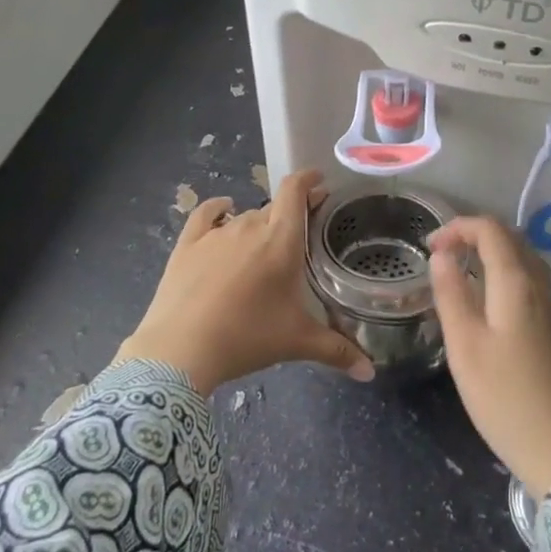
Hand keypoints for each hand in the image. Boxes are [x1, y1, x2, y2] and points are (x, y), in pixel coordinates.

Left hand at [117, 170, 373, 393]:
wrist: (180, 350)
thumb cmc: (247, 337)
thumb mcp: (297, 342)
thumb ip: (337, 351)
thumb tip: (370, 371)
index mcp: (281, 240)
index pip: (295, 191)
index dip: (308, 180)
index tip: (318, 181)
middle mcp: (250, 226)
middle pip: (274, 207)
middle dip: (290, 212)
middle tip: (300, 232)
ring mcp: (216, 234)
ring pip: (244, 216)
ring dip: (258, 224)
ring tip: (265, 244)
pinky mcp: (188, 244)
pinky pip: (207, 215)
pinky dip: (218, 209)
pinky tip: (223, 209)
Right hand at [429, 216, 550, 497]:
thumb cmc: (504, 396)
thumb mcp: (464, 345)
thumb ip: (451, 294)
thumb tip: (441, 255)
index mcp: (516, 282)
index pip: (490, 229)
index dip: (457, 227)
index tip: (428, 247)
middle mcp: (538, 284)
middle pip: (509, 236)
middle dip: (472, 233)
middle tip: (439, 253)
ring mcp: (548, 304)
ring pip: (520, 255)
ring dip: (488, 249)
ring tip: (457, 266)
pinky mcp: (550, 324)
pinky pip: (526, 276)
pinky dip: (501, 268)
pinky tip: (483, 293)